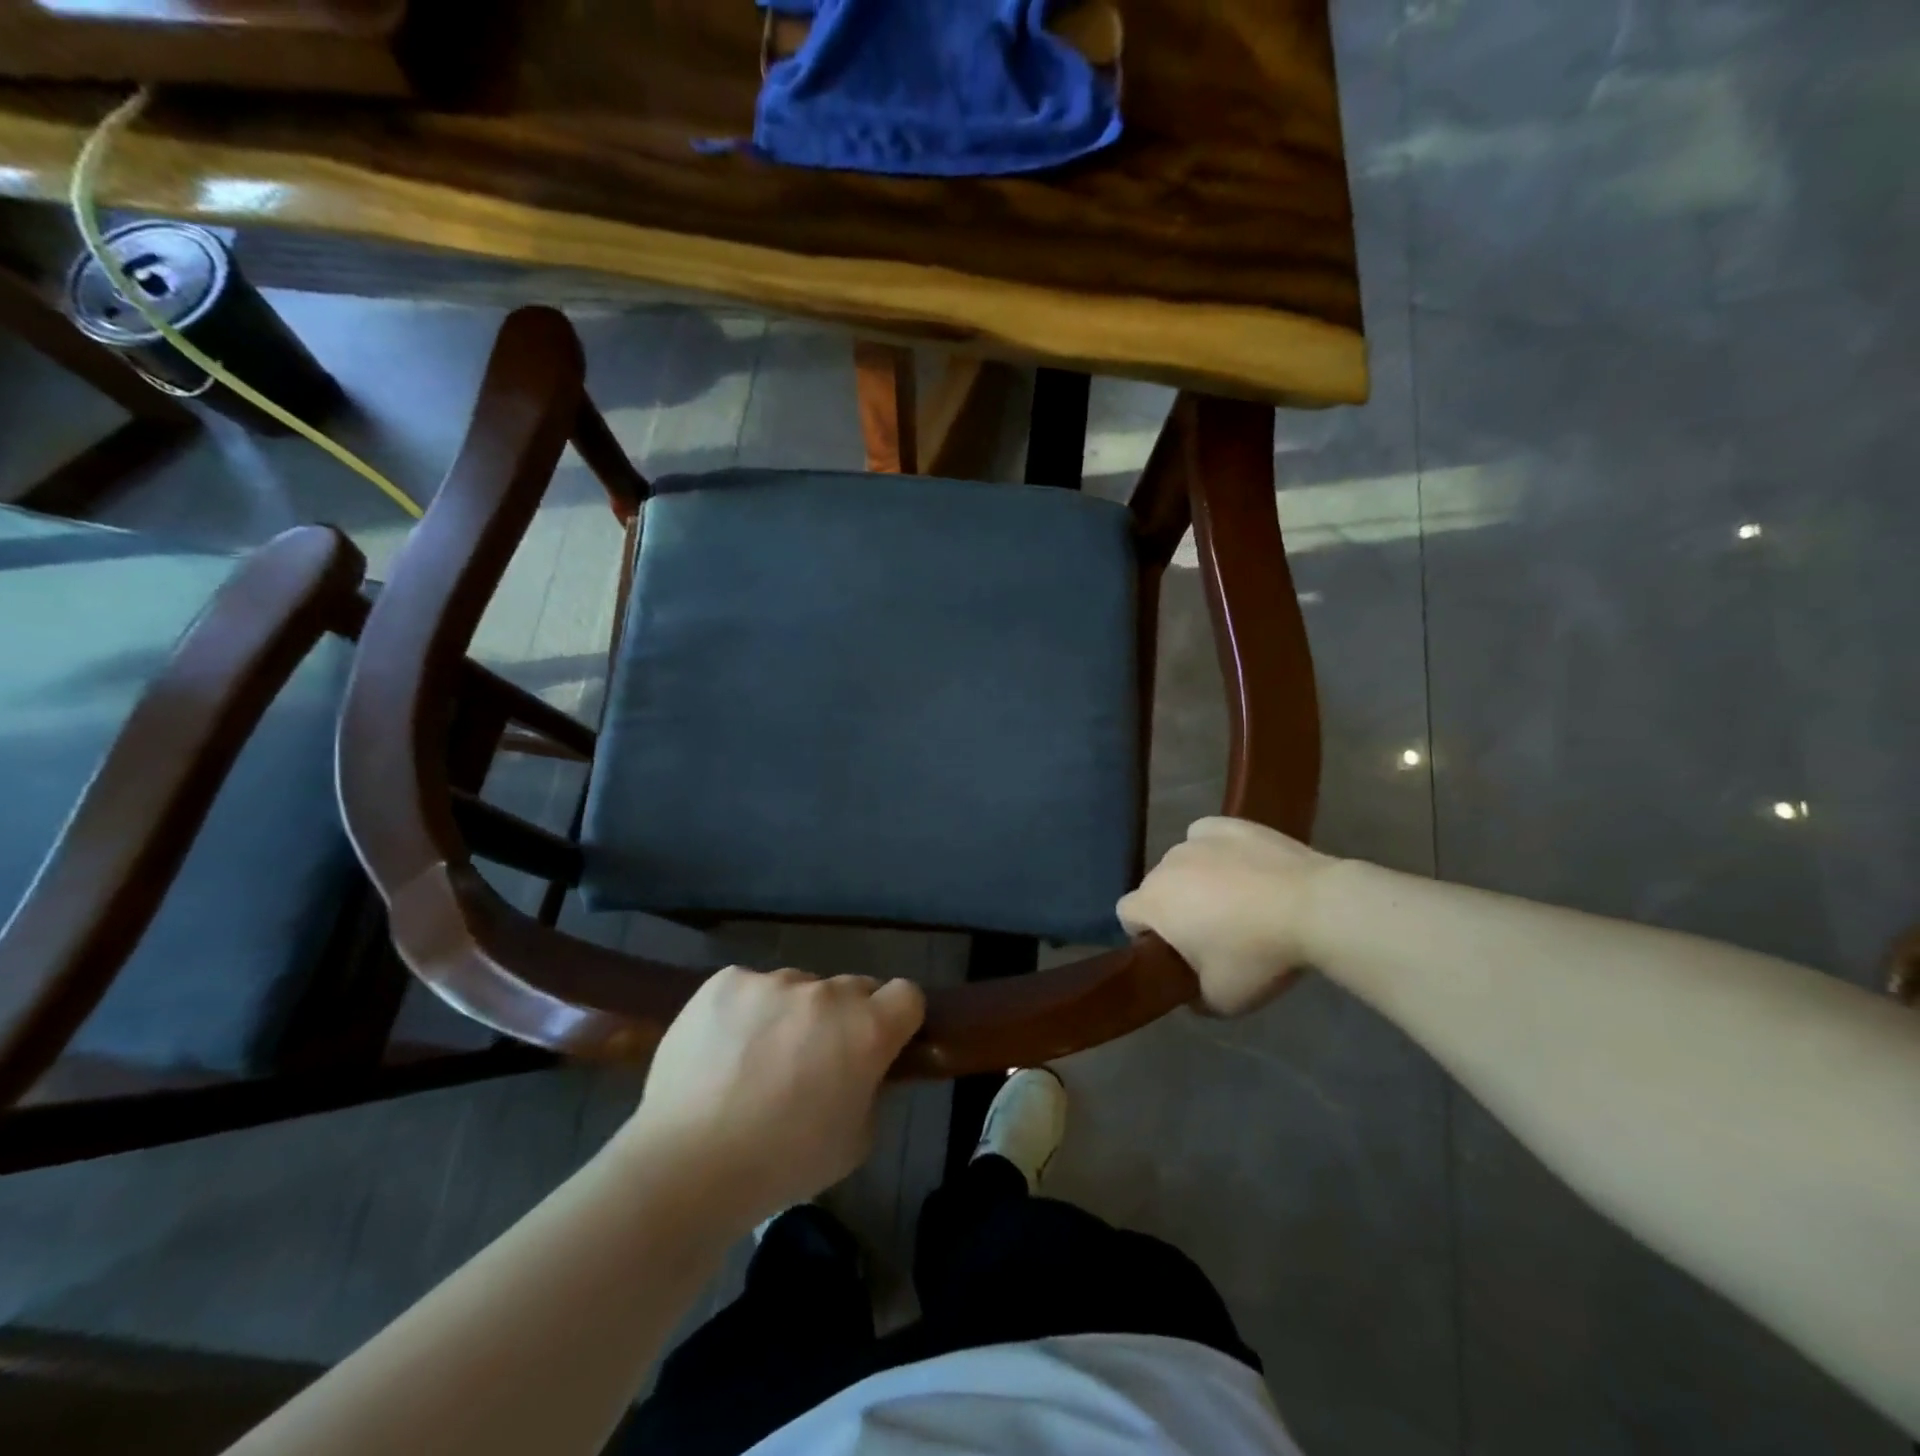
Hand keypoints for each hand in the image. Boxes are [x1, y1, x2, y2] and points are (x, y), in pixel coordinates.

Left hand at [622, 967, 925, 1224]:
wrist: (688, 1165)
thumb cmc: (783, 1164)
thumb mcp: (855, 1142)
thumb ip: (870, 1091)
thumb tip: (862, 1070)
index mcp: (867, 1029)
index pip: (907, 995)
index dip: (899, 1018)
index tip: (883, 1043)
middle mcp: (826, 993)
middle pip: (853, 988)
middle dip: (845, 1018)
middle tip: (816, 1061)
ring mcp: (774, 981)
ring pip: (799, 987)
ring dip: (793, 1013)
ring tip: (758, 1060)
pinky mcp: (727, 980)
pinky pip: (751, 987)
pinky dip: (747, 1011)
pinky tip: (725, 1050)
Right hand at [1118, 817, 1336, 1015]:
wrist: (1314, 908)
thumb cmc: (1257, 955)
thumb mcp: (1222, 1001)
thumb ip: (1194, 998)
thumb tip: (1191, 993)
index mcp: (1154, 902)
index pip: (1126, 915)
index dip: (1144, 936)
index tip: (1174, 953)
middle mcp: (1166, 864)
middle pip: (1157, 888)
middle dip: (1174, 908)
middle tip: (1211, 934)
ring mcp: (1198, 840)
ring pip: (1183, 863)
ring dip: (1196, 881)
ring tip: (1238, 901)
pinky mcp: (1230, 824)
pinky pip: (1208, 838)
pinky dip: (1217, 853)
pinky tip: (1242, 868)